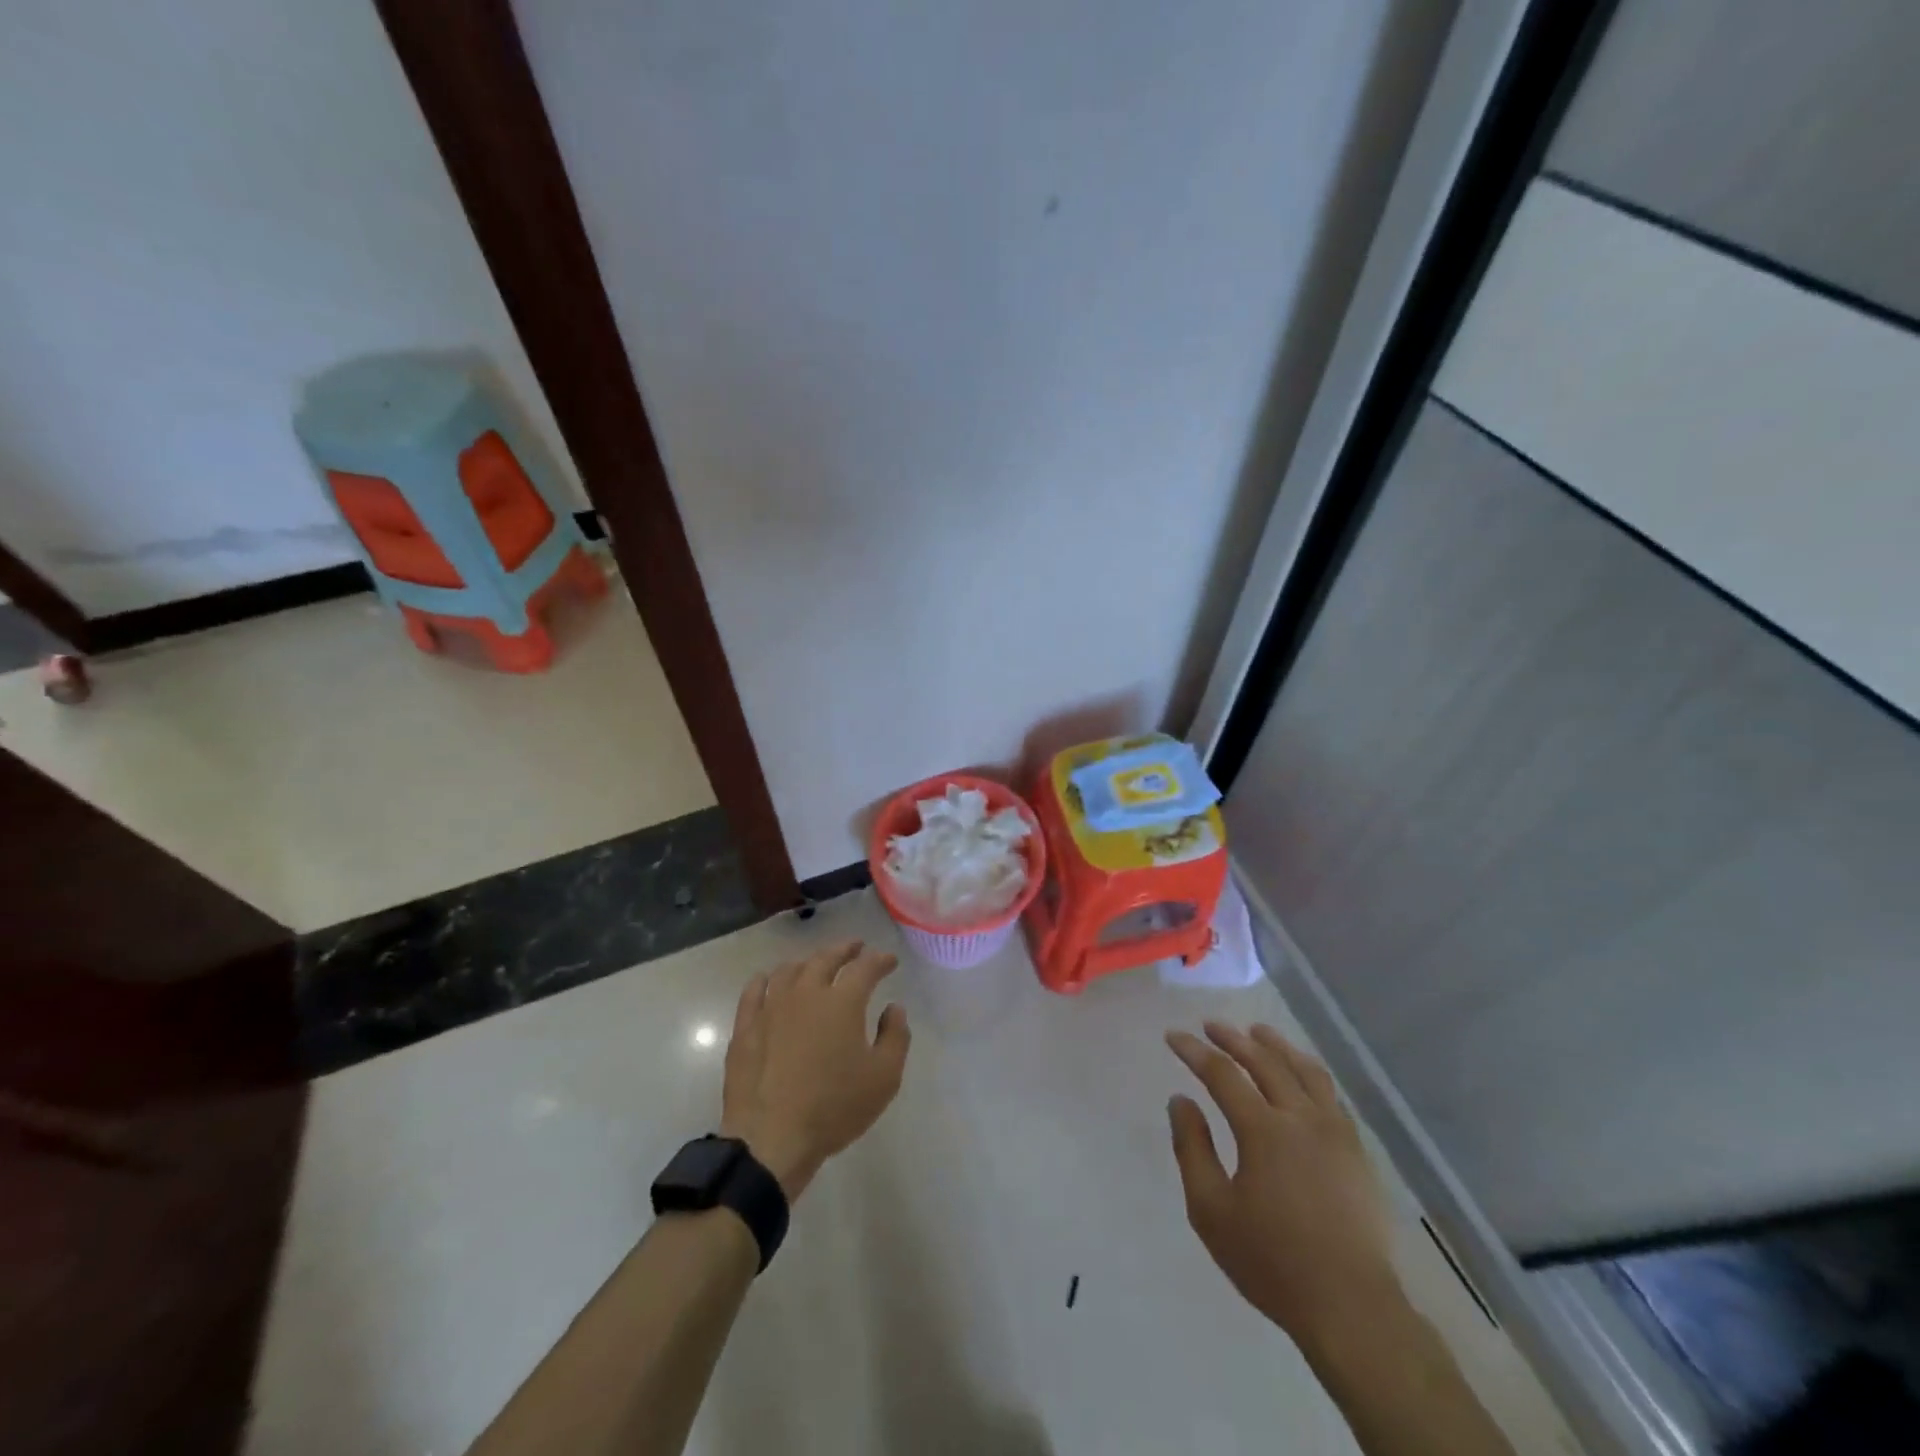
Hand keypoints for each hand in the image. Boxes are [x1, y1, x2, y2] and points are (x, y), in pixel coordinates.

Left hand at [719, 941, 910, 1200]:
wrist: (771, 1139)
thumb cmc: (834, 1108)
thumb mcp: (884, 1078)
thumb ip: (895, 1037)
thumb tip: (893, 1008)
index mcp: (842, 1002)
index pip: (865, 968)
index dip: (880, 961)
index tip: (890, 961)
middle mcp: (806, 993)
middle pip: (825, 959)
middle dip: (844, 950)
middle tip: (855, 948)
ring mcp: (771, 1008)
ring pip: (790, 971)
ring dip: (808, 963)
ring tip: (816, 965)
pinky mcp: (745, 1028)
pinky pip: (754, 992)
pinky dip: (765, 980)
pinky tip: (768, 981)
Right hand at [1165, 1022, 1404, 1351]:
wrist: (1352, 1308)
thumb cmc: (1271, 1261)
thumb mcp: (1211, 1210)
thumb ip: (1192, 1149)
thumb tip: (1181, 1100)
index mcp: (1264, 1130)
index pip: (1222, 1074)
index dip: (1194, 1051)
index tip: (1173, 1036)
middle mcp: (1301, 1118)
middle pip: (1265, 1062)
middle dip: (1234, 1039)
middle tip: (1211, 1025)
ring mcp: (1336, 1133)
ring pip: (1305, 1071)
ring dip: (1277, 1046)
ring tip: (1259, 1032)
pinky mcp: (1357, 1152)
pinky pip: (1331, 1095)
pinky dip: (1309, 1073)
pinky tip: (1301, 1076)